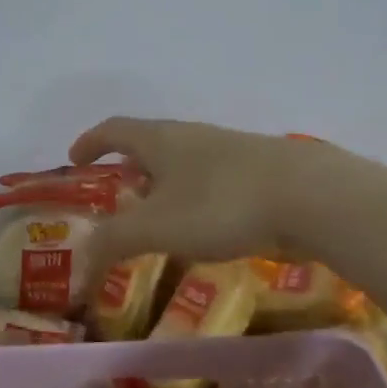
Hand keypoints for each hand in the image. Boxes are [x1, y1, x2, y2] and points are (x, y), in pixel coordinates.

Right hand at [68, 117, 313, 280]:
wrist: (311, 196)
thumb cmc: (221, 204)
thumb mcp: (157, 227)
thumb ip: (114, 241)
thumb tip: (82, 257)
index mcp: (160, 139)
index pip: (114, 129)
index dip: (90, 142)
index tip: (75, 159)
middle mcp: (192, 135)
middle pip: (150, 143)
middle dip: (129, 167)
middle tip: (118, 196)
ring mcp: (229, 150)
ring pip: (184, 161)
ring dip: (164, 184)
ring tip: (160, 217)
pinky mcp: (260, 170)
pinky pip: (213, 179)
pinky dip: (195, 197)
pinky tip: (207, 226)